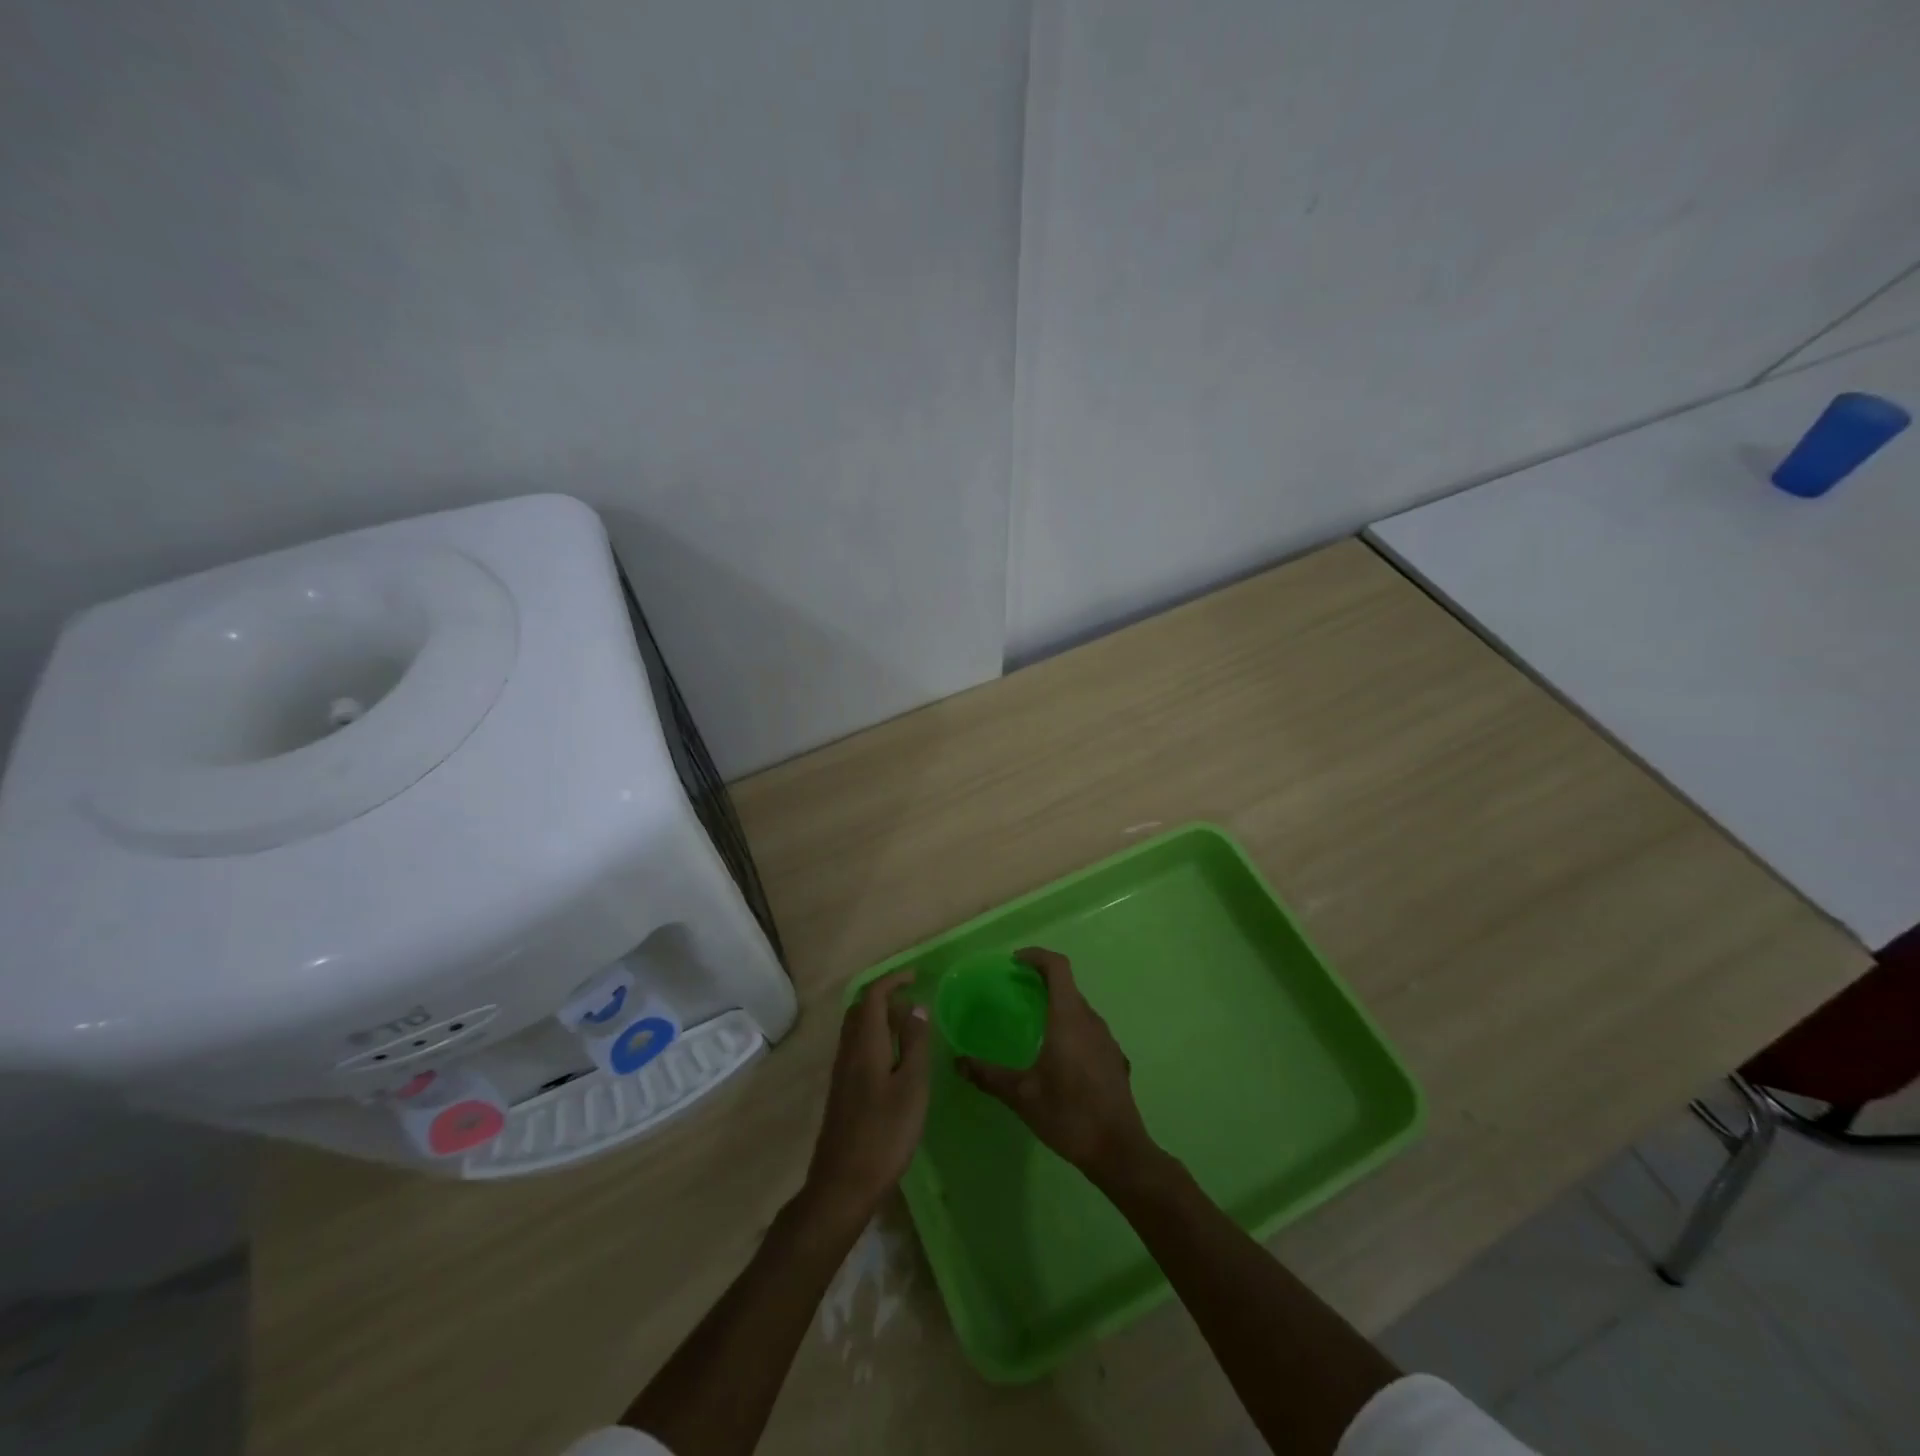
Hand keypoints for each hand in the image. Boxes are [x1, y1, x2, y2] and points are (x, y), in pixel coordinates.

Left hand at [803, 969, 931, 1224]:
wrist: (843, 1185)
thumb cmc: (884, 1134)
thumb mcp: (911, 1087)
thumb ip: (914, 1044)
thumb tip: (916, 1007)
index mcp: (864, 1045)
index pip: (873, 997)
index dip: (893, 981)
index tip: (916, 977)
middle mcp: (848, 1052)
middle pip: (860, 1010)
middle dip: (885, 996)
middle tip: (913, 1001)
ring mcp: (841, 1073)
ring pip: (857, 1030)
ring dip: (880, 1018)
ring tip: (909, 1027)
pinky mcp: (842, 1092)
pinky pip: (857, 1048)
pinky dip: (876, 1038)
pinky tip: (895, 1060)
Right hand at [956, 948, 1159, 1189]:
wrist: (1119, 1152)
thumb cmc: (1068, 1114)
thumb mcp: (1021, 1095)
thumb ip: (988, 1075)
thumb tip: (957, 1061)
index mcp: (1068, 1018)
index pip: (1058, 967)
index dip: (1037, 956)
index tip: (1015, 961)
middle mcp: (1091, 1021)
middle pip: (1068, 986)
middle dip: (1042, 981)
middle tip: (1015, 992)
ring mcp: (1107, 1040)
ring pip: (1080, 1009)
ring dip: (1057, 1005)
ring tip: (1033, 1023)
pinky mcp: (1114, 1059)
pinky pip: (1089, 1031)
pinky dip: (1071, 1028)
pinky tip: (1058, 1057)